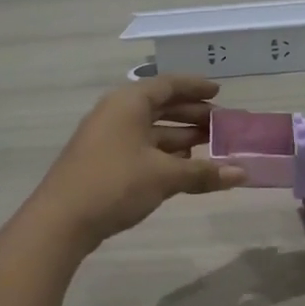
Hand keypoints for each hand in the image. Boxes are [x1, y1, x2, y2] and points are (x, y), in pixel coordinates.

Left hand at [20, 76, 246, 249]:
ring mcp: (107, 138)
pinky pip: (141, 147)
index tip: (219, 93)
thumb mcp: (164, 176)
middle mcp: (117, 114)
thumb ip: (204, 173)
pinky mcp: (103, 162)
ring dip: (180, 136)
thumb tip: (243, 173)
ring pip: (151, 130)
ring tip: (209, 146)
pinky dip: (164, 153)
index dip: (195, 87)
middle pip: (160, 106)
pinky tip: (184, 167)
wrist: (61, 220)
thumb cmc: (115, 184)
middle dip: (192, 114)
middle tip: (221, 124)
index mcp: (129, 103)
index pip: (168, 85)